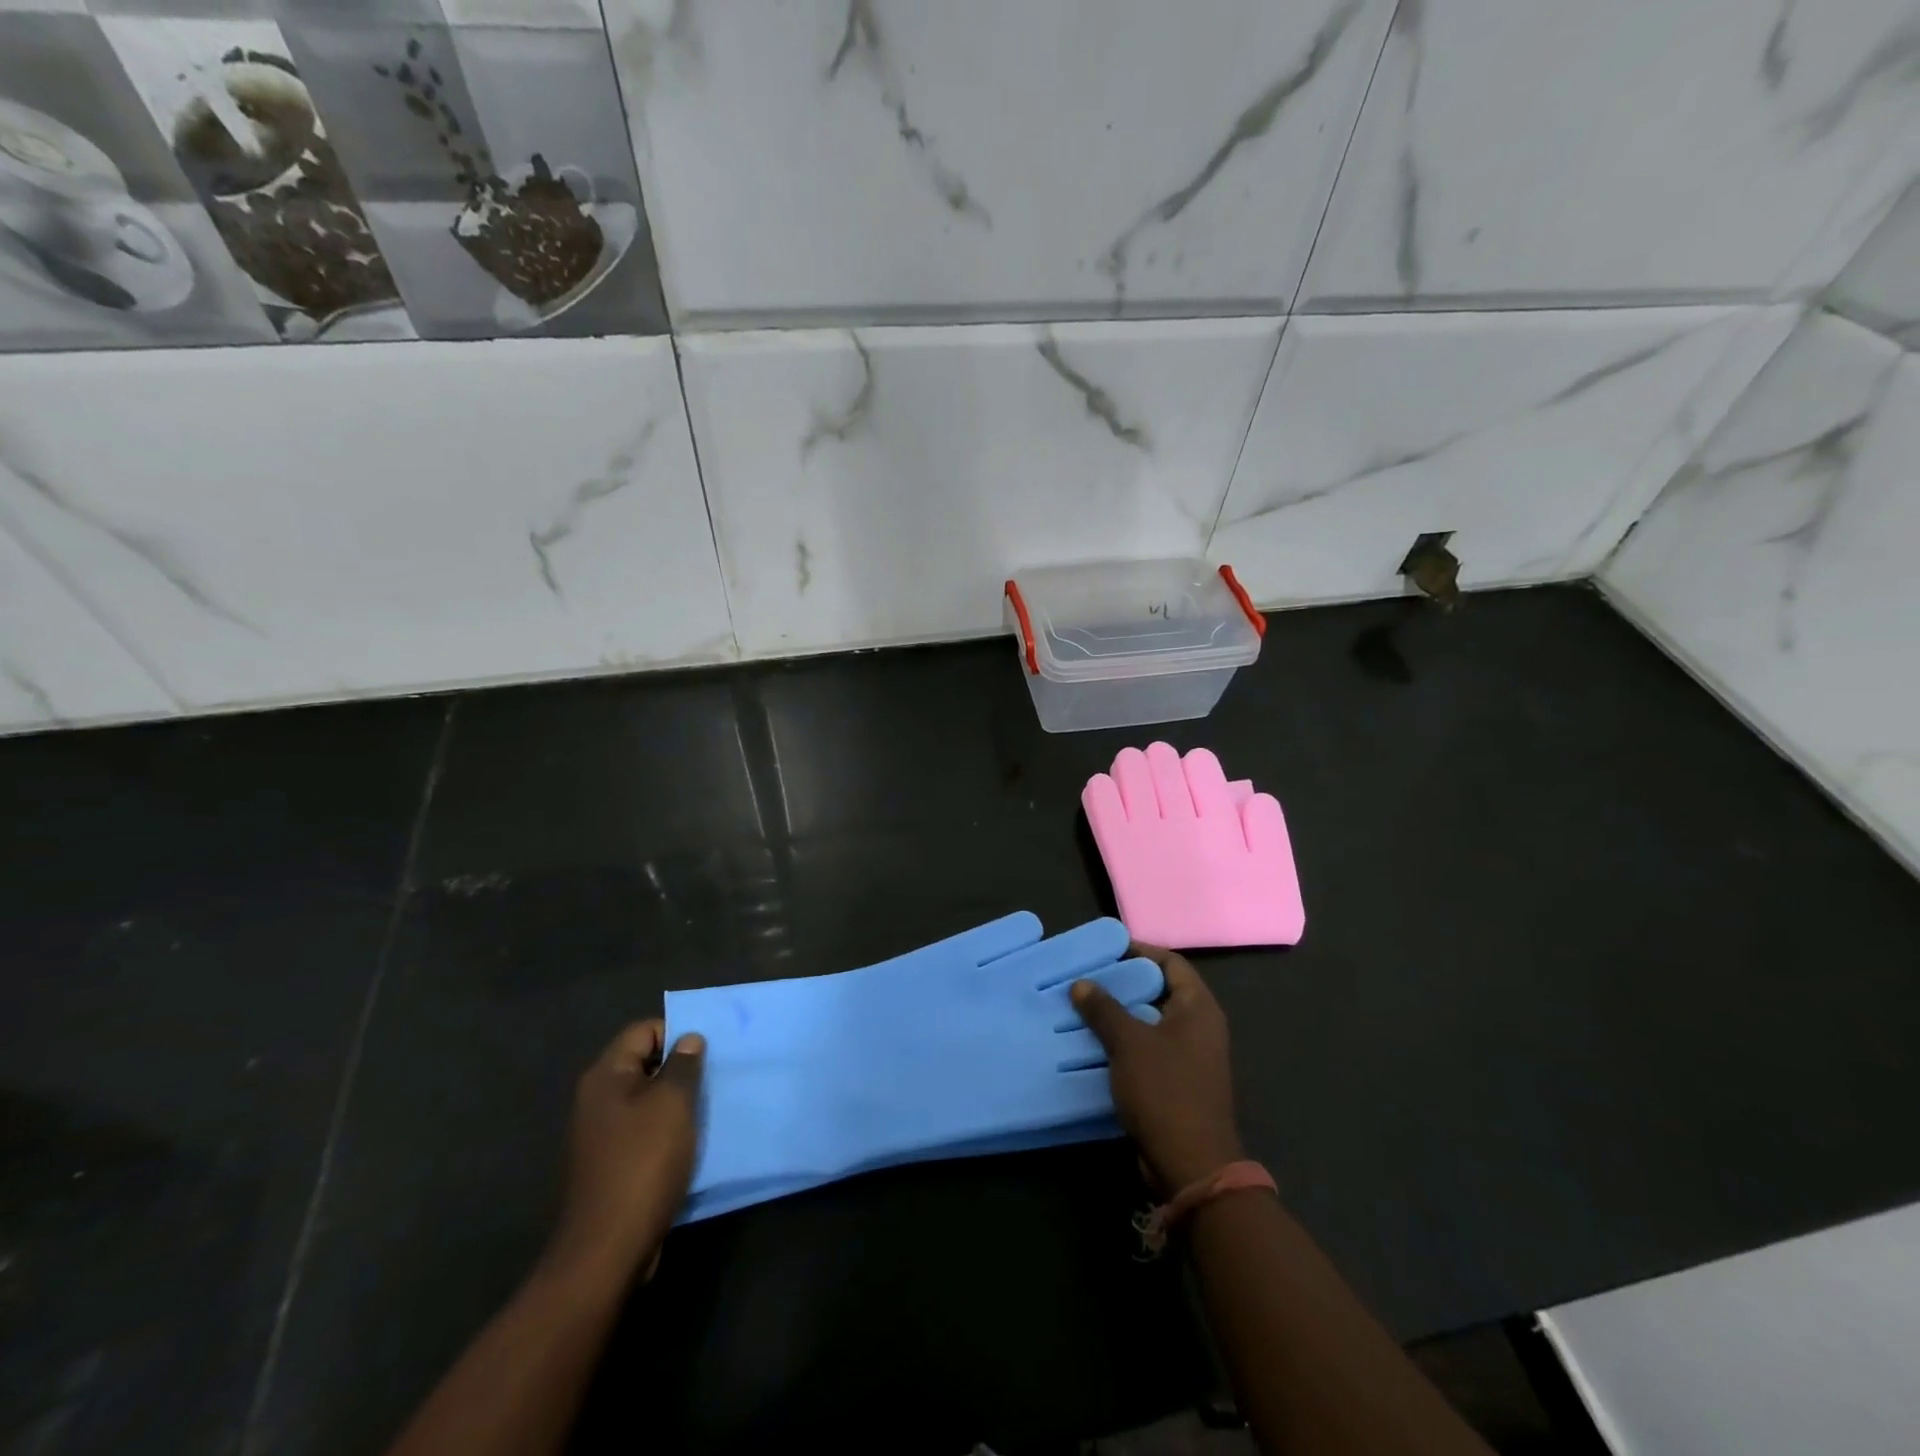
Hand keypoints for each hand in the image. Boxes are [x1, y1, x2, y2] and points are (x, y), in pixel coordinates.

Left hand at [545, 1020, 704, 1285]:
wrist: (609, 1248)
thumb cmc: (643, 1162)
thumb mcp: (673, 1102)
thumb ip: (684, 1064)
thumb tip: (688, 1040)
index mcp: (606, 1075)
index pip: (643, 1030)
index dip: (676, 1032)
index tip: (707, 1051)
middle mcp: (597, 1098)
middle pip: (644, 1063)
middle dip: (681, 1066)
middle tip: (714, 1075)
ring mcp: (602, 1133)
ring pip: (647, 1098)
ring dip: (677, 1100)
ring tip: (709, 1106)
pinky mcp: (612, 1163)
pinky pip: (645, 1129)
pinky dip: (668, 1129)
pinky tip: (692, 1140)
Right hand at [1072, 945, 1243, 1191]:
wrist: (1192, 1165)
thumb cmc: (1165, 1091)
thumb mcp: (1129, 1043)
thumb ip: (1104, 1009)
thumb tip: (1081, 983)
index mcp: (1199, 1008)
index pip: (1171, 963)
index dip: (1139, 951)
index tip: (1106, 949)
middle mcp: (1200, 1027)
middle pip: (1160, 991)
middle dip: (1124, 984)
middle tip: (1088, 977)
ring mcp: (1191, 1057)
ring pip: (1151, 1023)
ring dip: (1120, 1016)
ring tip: (1083, 1007)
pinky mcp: (1178, 1083)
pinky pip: (1148, 1050)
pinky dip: (1124, 1043)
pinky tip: (1093, 1044)